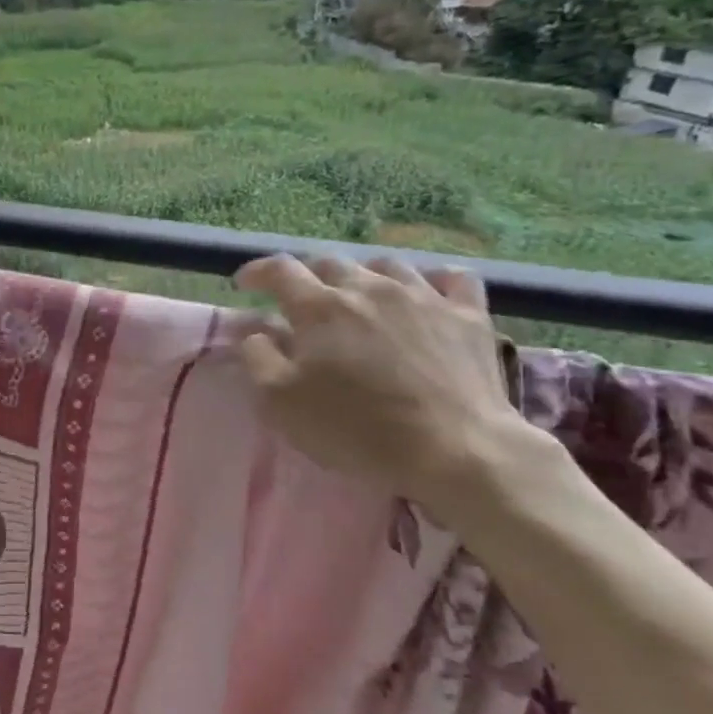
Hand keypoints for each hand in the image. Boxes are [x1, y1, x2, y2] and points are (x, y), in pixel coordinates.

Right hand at [233, 254, 534, 515]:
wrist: (454, 450)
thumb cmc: (356, 429)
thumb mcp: (282, 403)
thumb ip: (258, 358)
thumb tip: (254, 330)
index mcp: (320, 308)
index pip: (280, 271)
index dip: (257, 272)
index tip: (244, 283)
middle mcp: (369, 288)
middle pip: (330, 263)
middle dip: (307, 276)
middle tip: (299, 299)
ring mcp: (424, 296)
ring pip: (385, 265)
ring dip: (362, 275)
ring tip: (358, 295)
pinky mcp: (468, 314)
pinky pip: (451, 277)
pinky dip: (431, 279)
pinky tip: (425, 291)